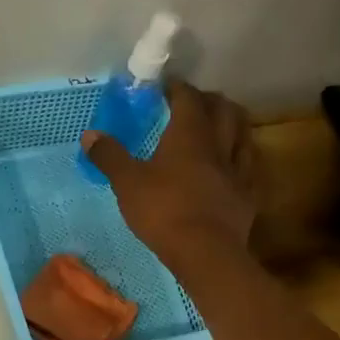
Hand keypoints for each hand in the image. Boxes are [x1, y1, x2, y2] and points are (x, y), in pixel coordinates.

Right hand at [81, 81, 259, 273]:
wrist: (205, 251)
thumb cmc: (163, 211)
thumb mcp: (127, 183)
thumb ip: (110, 156)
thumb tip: (89, 134)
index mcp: (189, 133)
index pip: (188, 97)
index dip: (177, 88)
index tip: (166, 88)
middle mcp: (219, 143)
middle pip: (223, 109)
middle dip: (208, 101)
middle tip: (194, 105)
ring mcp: (238, 169)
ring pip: (243, 133)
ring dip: (231, 124)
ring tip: (218, 128)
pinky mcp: (248, 195)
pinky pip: (249, 166)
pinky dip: (240, 158)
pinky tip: (233, 166)